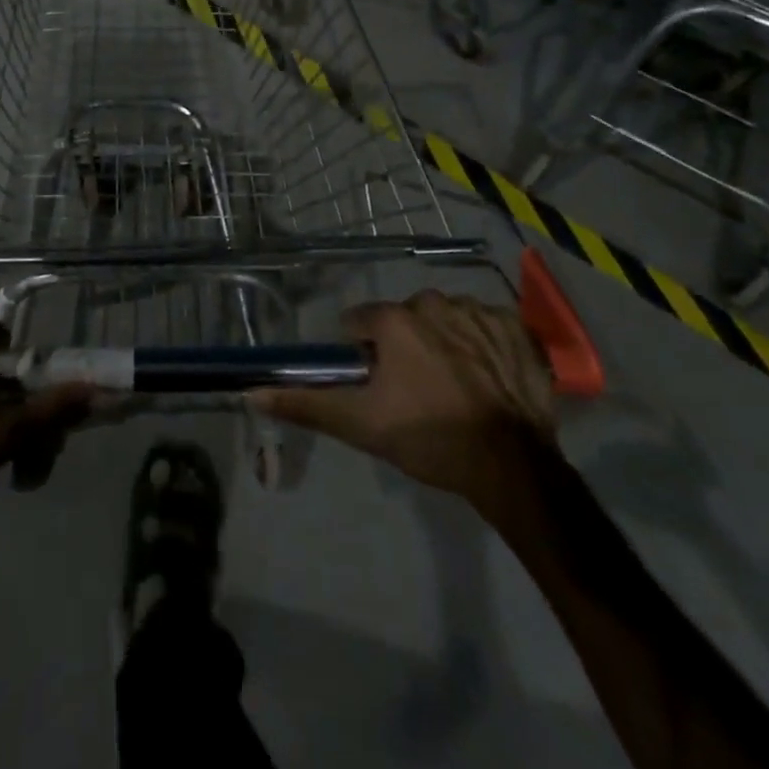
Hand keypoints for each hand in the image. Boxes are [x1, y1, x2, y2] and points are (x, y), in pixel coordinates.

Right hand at [253, 291, 555, 510]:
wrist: (514, 466)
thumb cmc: (429, 438)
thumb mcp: (360, 424)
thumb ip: (305, 404)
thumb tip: (251, 393)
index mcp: (394, 319)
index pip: (360, 323)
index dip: (362, 354)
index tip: (375, 385)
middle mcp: (433, 302)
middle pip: (404, 319)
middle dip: (405, 347)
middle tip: (416, 392)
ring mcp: (479, 312)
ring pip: (445, 320)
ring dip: (444, 343)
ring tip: (455, 389)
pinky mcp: (517, 328)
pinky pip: (487, 327)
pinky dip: (484, 346)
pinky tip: (488, 380)